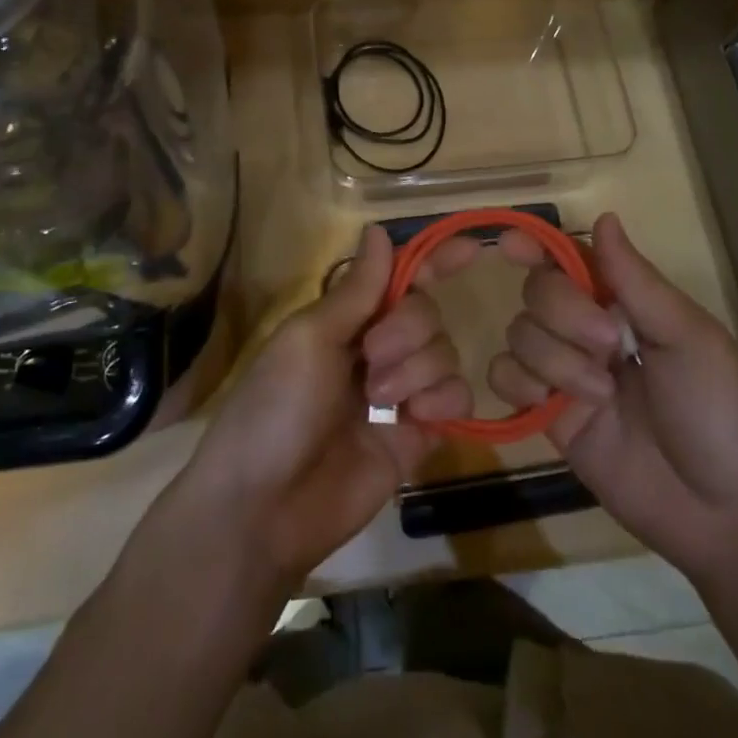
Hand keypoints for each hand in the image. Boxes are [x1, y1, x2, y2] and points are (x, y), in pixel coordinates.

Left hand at [173, 225, 476, 587]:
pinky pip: (455, 398)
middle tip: (371, 358)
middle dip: (407, 329)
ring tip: (380, 400)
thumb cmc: (275, 408)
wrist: (265, 509)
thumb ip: (357, 289)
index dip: (433, 261)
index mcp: (344, 320)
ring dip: (417, 369)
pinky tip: (415, 418)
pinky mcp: (418, 435)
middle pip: (426, 312)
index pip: (398, 279)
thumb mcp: (309, 338)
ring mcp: (399, 393)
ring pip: (444, 352)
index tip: (472, 246)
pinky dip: (443, 400)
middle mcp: (375, 349)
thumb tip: (376, 229)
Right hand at [489, 213, 737, 576]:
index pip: (571, 260)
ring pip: (519, 332)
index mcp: (627, 304)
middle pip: (539, 291)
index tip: (512, 245)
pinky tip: (552, 405)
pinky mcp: (549, 416)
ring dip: (555, 359)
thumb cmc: (722, 411)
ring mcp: (566, 373)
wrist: (726, 514)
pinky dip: (519, 384)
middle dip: (565, 314)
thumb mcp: (688, 337)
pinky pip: (505, 378)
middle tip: (611, 346)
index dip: (539, 246)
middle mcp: (590, 331)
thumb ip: (636, 280)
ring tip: (602, 396)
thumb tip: (604, 216)